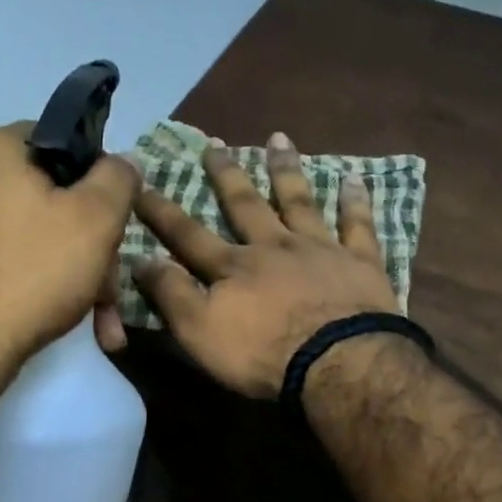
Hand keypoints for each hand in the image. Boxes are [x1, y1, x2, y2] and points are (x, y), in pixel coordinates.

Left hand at [0, 123, 138, 371]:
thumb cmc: (34, 273)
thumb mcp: (96, 220)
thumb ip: (118, 179)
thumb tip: (123, 161)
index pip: (64, 144)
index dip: (99, 183)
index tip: (116, 226)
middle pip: (48, 199)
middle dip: (89, 247)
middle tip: (110, 291)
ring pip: (31, 237)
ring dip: (71, 275)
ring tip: (98, 322)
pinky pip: (4, 260)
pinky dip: (35, 284)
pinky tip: (59, 319)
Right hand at [134, 133, 399, 397]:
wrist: (337, 362)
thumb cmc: (263, 354)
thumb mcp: (200, 332)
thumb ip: (171, 295)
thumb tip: (141, 259)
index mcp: (234, 267)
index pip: (189, 235)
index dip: (163, 212)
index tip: (141, 184)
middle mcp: (274, 247)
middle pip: (246, 205)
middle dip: (227, 175)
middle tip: (215, 144)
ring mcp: (320, 250)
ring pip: (300, 201)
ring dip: (286, 171)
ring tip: (279, 139)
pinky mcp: (360, 262)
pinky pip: (358, 224)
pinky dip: (355, 201)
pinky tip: (354, 179)